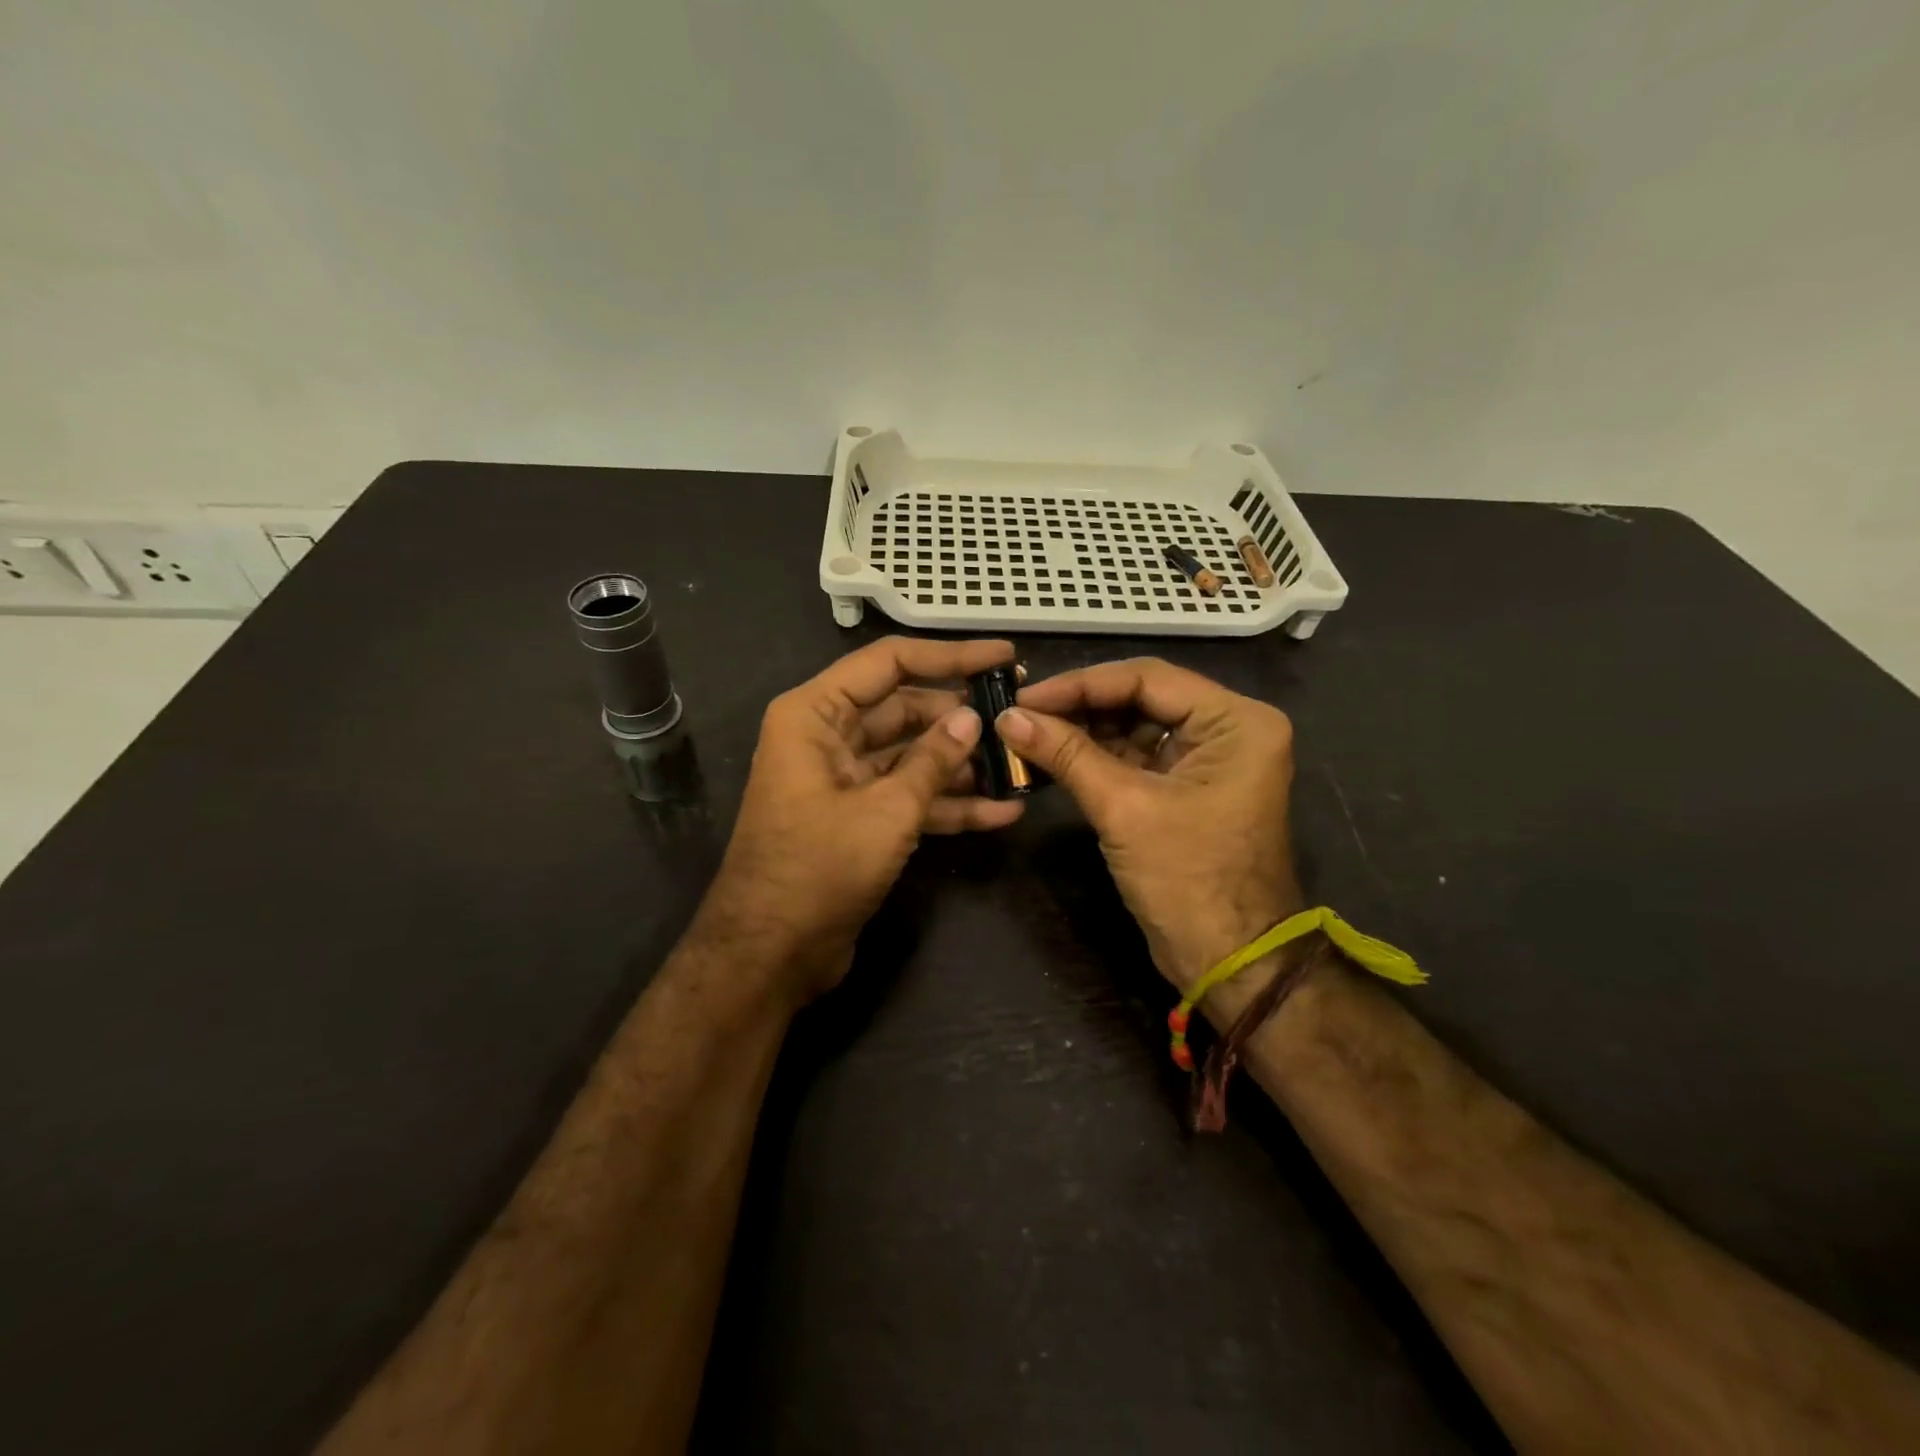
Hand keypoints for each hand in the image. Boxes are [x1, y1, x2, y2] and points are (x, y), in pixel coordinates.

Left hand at [694, 636, 1024, 1002]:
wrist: (770, 955)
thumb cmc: (818, 869)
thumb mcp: (885, 810)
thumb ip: (932, 760)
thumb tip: (973, 720)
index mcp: (814, 715)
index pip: (890, 664)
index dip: (950, 656)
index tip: (1004, 657)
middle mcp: (826, 737)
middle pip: (904, 710)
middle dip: (961, 719)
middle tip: (1019, 717)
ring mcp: (843, 780)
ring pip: (911, 756)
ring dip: (961, 766)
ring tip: (1019, 767)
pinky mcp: (858, 819)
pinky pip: (907, 797)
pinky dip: (947, 804)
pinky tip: (1001, 813)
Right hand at [996, 659, 1302, 992]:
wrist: (1229, 961)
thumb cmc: (1187, 879)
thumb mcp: (1124, 808)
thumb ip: (1066, 754)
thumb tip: (1007, 717)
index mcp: (1235, 721)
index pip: (1147, 678)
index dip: (1080, 684)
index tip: (1024, 698)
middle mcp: (1228, 729)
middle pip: (1141, 699)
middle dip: (1079, 708)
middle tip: (1020, 716)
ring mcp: (1208, 760)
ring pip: (1134, 728)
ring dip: (1082, 733)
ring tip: (1027, 735)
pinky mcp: (1187, 787)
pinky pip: (1136, 758)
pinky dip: (1095, 759)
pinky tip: (1051, 758)